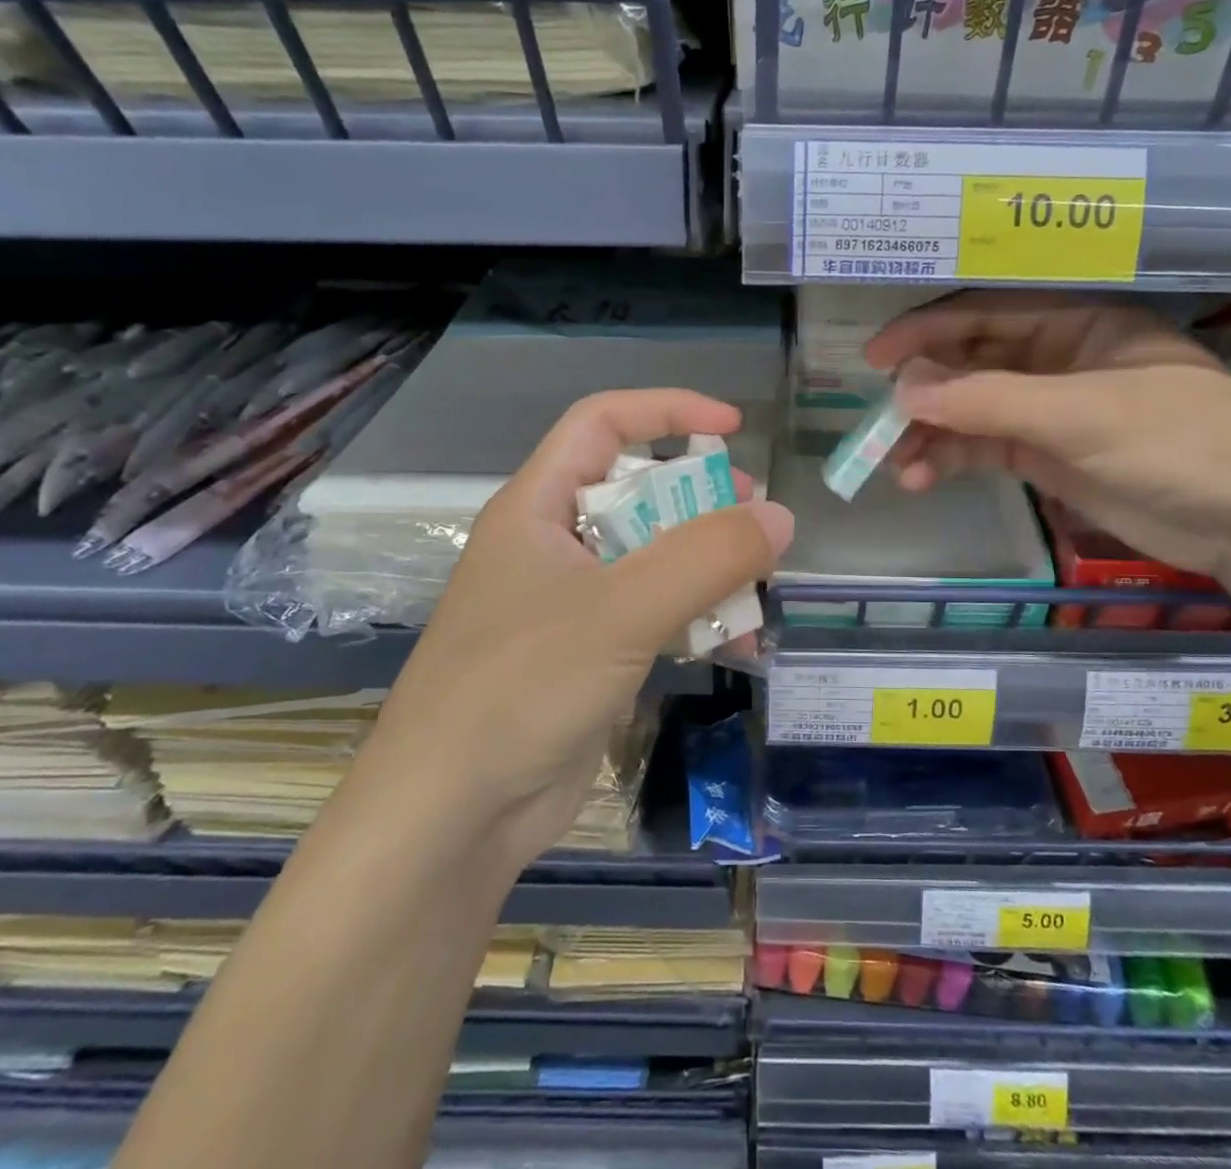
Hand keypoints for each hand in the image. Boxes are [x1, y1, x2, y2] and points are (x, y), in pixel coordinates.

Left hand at [363, 389, 792, 871]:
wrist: (450, 819)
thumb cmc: (519, 688)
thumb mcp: (620, 611)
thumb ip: (705, 558)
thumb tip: (780, 517)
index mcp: (539, 507)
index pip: (603, 424)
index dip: (667, 411)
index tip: (733, 428)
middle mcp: (554, 545)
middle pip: (639, 490)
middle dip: (702, 498)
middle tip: (754, 519)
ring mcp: (573, 603)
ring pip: (655, 556)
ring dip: (709, 566)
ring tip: (757, 587)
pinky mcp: (592, 654)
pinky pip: (657, 614)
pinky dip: (699, 618)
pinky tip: (738, 645)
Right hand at [865, 292, 1230, 576]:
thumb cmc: (1179, 442)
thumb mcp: (1082, 414)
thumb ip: (990, 401)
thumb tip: (903, 391)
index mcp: (1078, 321)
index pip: (987, 314)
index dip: (927, 331)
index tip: (876, 358)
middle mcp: (1059, 358)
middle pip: (972, 362)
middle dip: (925, 389)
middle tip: (879, 419)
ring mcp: (1051, 410)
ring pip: (973, 411)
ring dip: (932, 433)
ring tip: (895, 464)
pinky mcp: (1047, 456)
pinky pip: (985, 449)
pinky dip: (952, 461)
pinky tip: (922, 479)